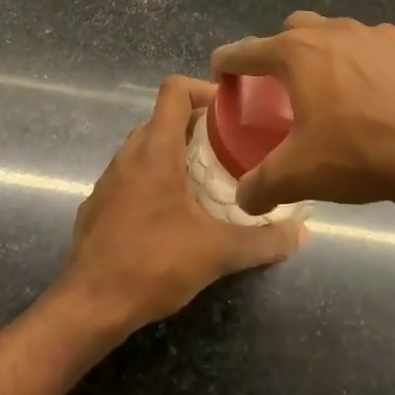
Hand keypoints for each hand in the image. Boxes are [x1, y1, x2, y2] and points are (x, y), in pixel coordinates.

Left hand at [55, 76, 305, 333]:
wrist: (91, 305)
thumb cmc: (154, 264)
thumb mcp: (218, 253)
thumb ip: (264, 241)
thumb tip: (302, 234)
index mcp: (155, 150)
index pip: (174, 89)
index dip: (204, 89)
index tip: (232, 113)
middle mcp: (128, 155)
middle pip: (163, 118)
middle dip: (197, 126)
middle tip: (231, 149)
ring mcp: (108, 179)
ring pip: (145, 148)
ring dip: (175, 154)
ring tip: (207, 181)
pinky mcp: (98, 204)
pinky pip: (130, 176)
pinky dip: (154, 179)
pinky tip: (172, 214)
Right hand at [211, 13, 394, 216]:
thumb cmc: (362, 155)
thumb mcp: (300, 176)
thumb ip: (261, 186)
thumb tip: (244, 199)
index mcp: (298, 54)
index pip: (247, 50)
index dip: (228, 61)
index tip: (221, 72)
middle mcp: (335, 32)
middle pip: (294, 29)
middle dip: (280, 51)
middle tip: (283, 86)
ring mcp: (379, 35)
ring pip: (339, 35)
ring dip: (327, 56)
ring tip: (335, 92)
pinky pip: (379, 49)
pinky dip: (368, 65)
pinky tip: (381, 98)